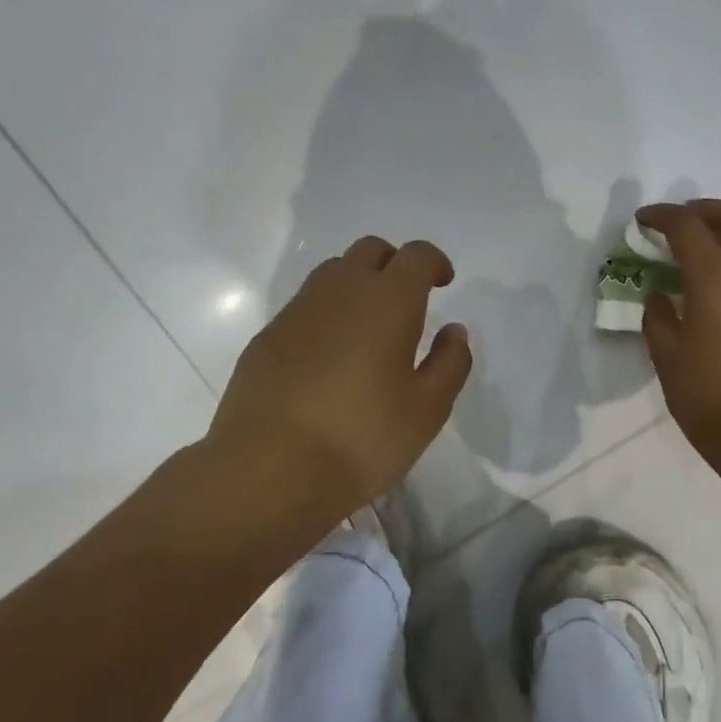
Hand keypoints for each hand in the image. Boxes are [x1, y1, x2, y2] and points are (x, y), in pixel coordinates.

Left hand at [207, 237, 471, 519]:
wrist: (269, 469)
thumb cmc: (362, 439)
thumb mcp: (427, 410)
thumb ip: (449, 363)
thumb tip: (454, 331)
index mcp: (387, 302)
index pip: (415, 256)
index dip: (433, 262)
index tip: (443, 283)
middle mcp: (339, 292)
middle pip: (370, 251)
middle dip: (394, 265)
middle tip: (408, 301)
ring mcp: (296, 312)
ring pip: (332, 274)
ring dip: (357, 285)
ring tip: (369, 329)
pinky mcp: (266, 338)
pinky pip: (304, 307)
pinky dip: (326, 315)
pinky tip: (329, 359)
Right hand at [637, 200, 720, 478]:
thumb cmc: (708, 396)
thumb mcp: (667, 358)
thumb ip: (659, 319)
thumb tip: (660, 296)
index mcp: (714, 280)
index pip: (688, 228)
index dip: (663, 216)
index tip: (644, 220)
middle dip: (705, 210)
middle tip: (683, 222)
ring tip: (719, 247)